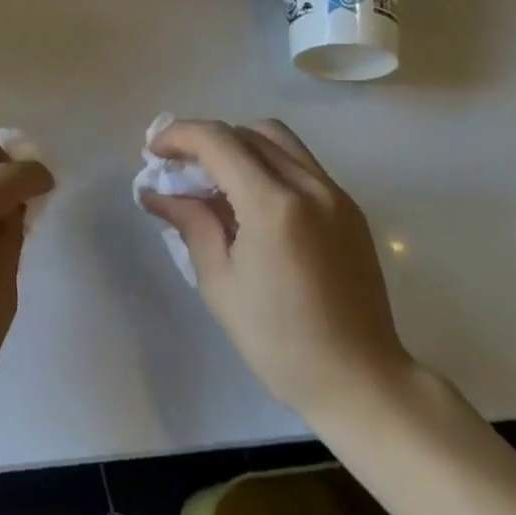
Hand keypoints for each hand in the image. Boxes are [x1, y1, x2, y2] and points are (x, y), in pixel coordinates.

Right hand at [140, 119, 412, 434]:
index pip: (217, 141)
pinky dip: (266, 161)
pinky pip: (300, 162)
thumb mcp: (220, 283)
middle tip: (178, 165)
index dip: (178, 135)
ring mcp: (335, 193)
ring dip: (238, 143)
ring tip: (214, 174)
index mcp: (273, 206)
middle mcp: (308, 186)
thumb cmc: (280, 342)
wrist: (362, 382)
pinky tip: (250, 196)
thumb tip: (155, 192)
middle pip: (246, 132)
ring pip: (276, 138)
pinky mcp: (349, 207)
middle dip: (204, 139)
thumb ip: (190, 223)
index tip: (153, 151)